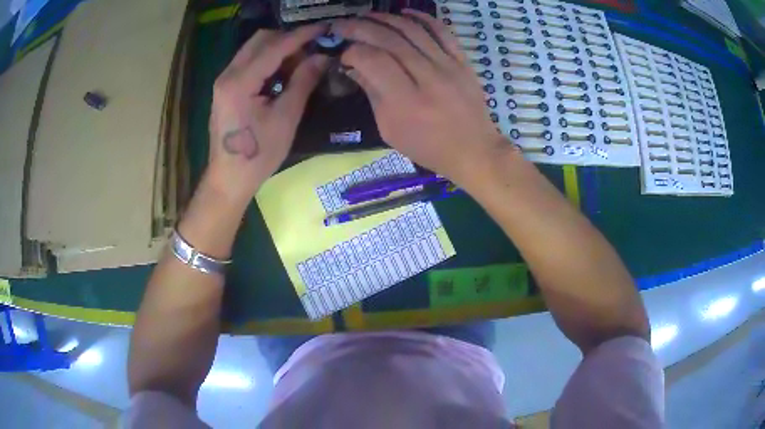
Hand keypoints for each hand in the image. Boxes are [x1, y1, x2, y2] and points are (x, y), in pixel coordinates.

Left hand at [206, 24, 329, 206]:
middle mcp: (227, 75)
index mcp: (240, 82)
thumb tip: (322, 57)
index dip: (301, 35)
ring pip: (253, 49)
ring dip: (278, 50)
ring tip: (299, 65)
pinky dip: (267, 61)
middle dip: (288, 40)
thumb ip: (303, 81)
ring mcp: (223, 81)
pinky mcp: (225, 88)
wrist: (229, 179)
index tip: (324, 28)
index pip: (274, 47)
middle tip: (310, 52)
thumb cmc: (258, 155)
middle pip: (260, 40)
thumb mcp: (286, 118)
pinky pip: (248, 62)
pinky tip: (281, 75)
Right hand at [333, 12, 506, 186]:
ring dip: (385, 18)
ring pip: (413, 30)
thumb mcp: (391, 129)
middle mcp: (428, 78)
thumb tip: (354, 65)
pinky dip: (422, 18)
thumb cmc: (428, 147)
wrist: (474, 150)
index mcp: (407, 101)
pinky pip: (442, 31)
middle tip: (342, 25)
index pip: (373, 60)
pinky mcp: (462, 61)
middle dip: (360, 27)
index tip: (343, 55)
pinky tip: (403, 12)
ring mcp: (449, 66)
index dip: (353, 52)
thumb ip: (372, 93)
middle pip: (390, 40)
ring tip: (366, 16)